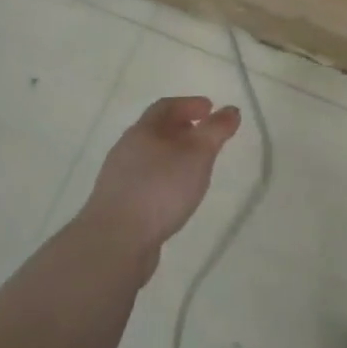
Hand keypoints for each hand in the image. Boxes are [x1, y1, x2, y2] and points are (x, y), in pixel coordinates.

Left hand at [78, 96, 241, 272]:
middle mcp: (126, 149)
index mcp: (142, 131)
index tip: (210, 108)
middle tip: (205, 136)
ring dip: (172, 156)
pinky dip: (163, 179)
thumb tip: (231, 110)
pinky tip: (175, 196)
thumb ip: (215, 131)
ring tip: (194, 167)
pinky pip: (145, 181)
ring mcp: (119, 179)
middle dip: (182, 129)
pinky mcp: (118, 205)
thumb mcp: (197, 156)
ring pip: (150, 157)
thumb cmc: (160, 190)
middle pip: (155, 131)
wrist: (115, 243)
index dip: (189, 104)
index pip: (166, 106)